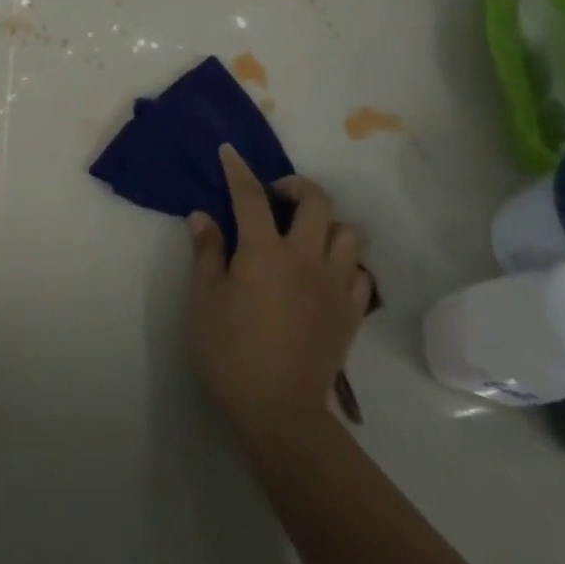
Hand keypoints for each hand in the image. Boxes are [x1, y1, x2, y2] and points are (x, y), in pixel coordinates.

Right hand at [187, 145, 373, 437]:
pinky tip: (328, 274)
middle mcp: (306, 258)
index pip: (251, 196)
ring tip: (308, 235)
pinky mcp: (352, 313)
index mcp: (265, 252)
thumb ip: (206, 253)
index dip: (238, 170)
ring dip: (329, 225)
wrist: (280, 412)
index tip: (230, 152)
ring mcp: (336, 285)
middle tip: (277, 197)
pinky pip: (362, 273)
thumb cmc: (231, 353)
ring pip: (349, 234)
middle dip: (297, 187)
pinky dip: (347, 264)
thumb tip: (202, 216)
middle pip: (317, 202)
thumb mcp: (204, 301)